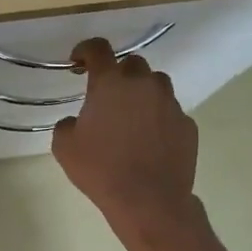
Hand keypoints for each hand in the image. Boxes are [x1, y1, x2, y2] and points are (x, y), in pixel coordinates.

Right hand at [52, 38, 201, 243]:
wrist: (149, 201)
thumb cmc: (101, 170)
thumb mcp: (64, 147)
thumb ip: (67, 124)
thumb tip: (77, 121)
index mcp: (111, 84)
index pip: (98, 49)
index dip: (86, 50)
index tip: (79, 62)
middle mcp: (144, 85)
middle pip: (133, 63)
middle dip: (119, 73)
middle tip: (108, 96)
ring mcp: (170, 104)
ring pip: (157, 84)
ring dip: (143, 93)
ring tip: (133, 117)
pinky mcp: (187, 124)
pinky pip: (171, 112)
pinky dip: (159, 119)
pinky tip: (151, 141)